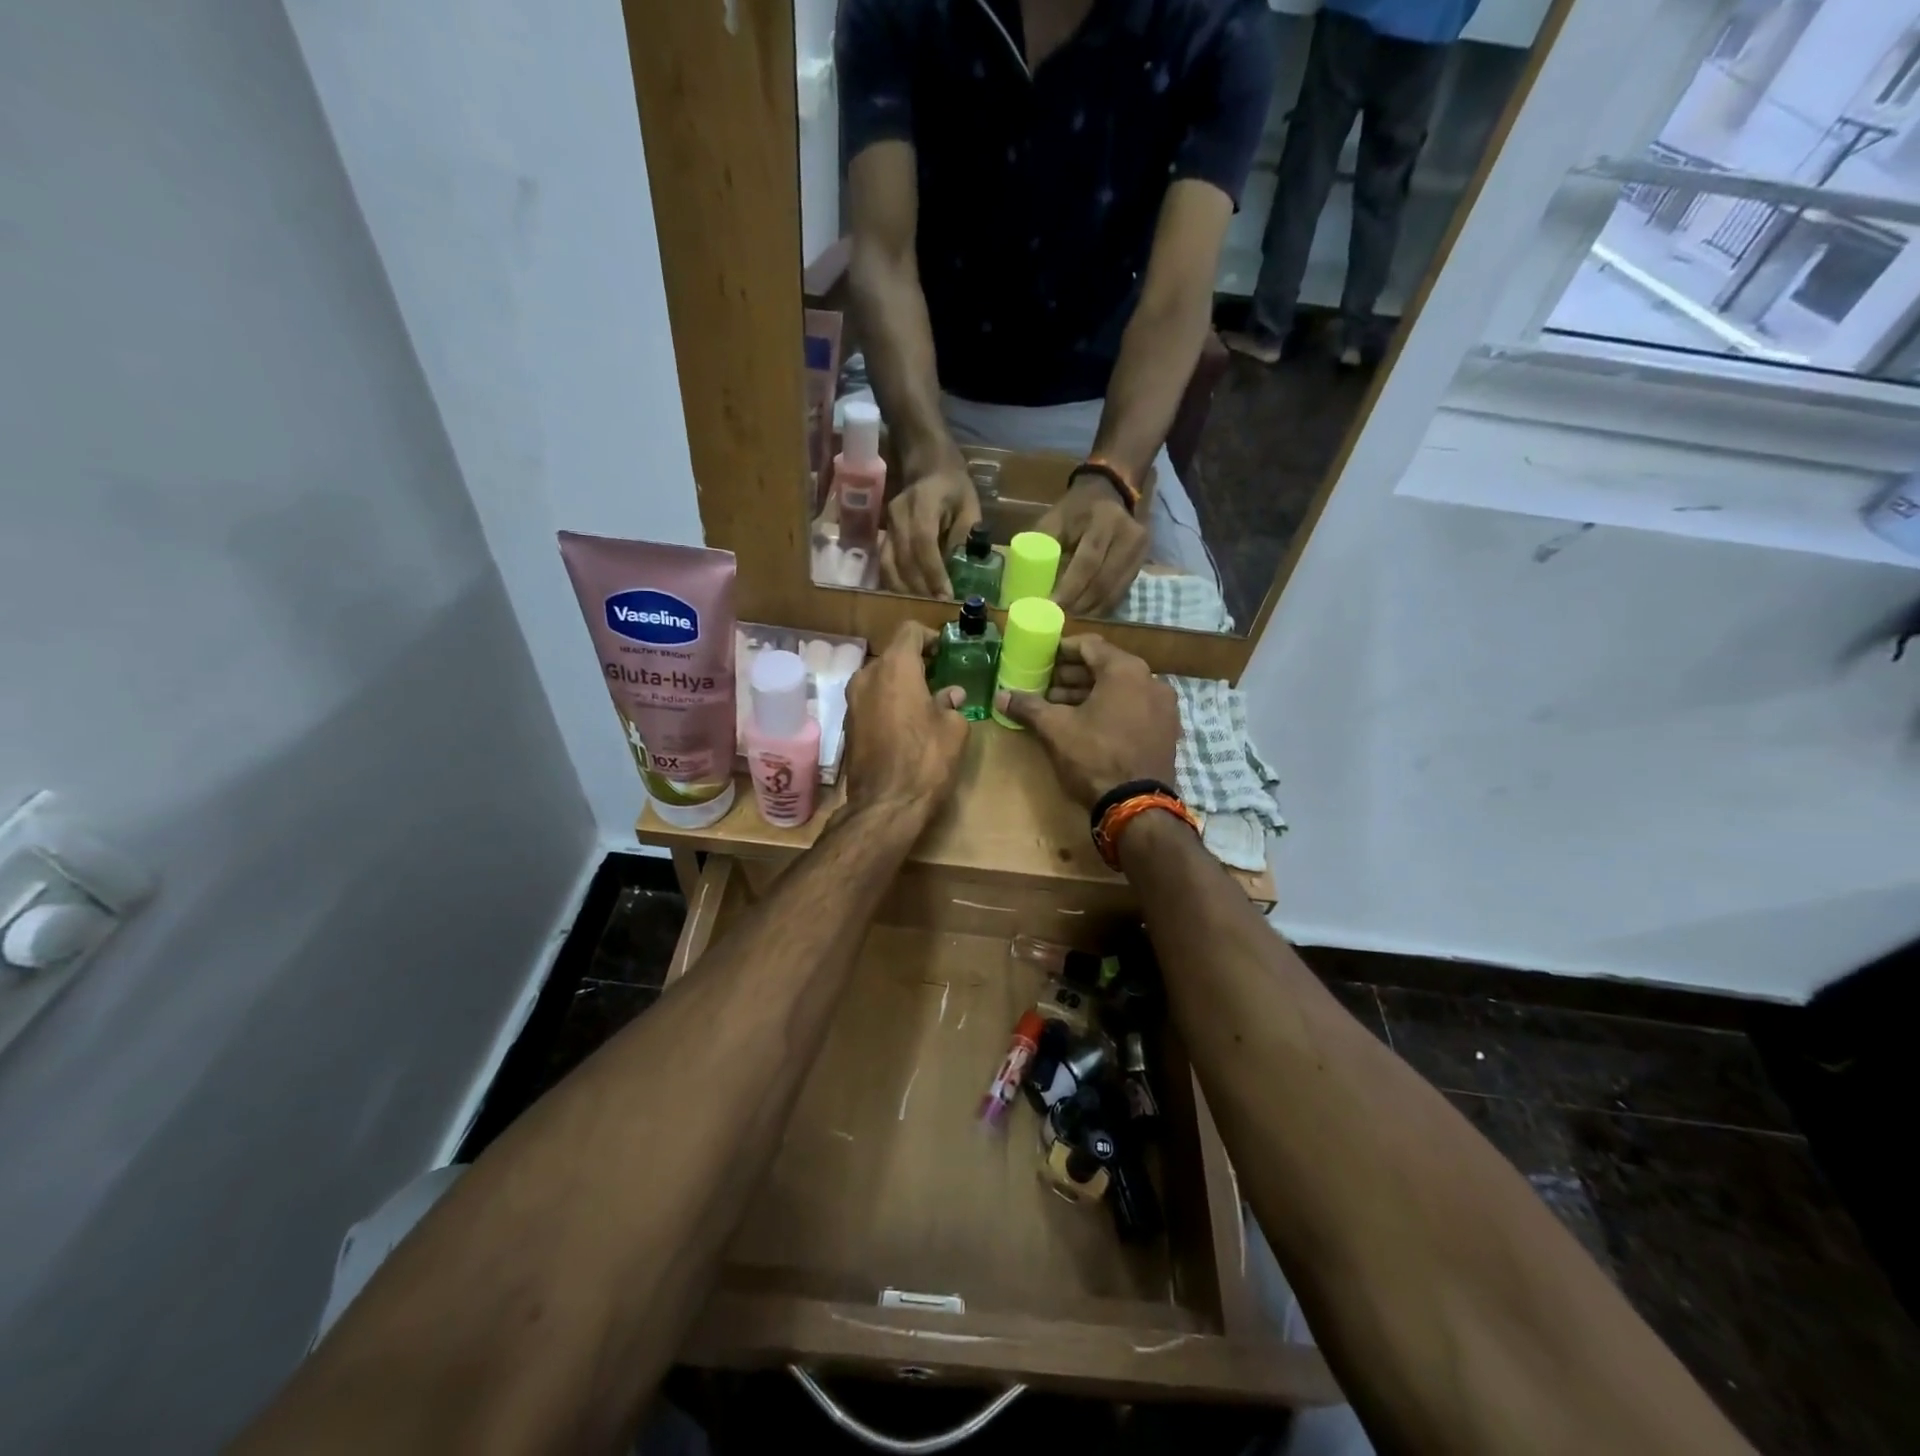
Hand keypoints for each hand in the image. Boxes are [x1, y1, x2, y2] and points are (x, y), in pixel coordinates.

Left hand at [841, 621, 970, 818]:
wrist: (885, 805)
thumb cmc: (926, 760)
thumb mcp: (953, 728)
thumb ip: (951, 703)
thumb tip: (950, 695)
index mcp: (895, 667)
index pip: (910, 631)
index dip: (930, 637)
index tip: (946, 652)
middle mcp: (867, 676)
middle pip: (893, 655)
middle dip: (916, 663)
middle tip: (940, 678)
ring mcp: (852, 701)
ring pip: (880, 679)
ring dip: (901, 684)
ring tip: (925, 702)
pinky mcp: (848, 724)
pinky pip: (871, 700)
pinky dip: (888, 703)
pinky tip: (906, 723)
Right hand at [878, 465, 980, 598]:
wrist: (926, 466)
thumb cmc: (953, 488)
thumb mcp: (969, 507)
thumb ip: (964, 537)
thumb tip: (961, 572)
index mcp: (922, 503)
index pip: (923, 543)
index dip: (933, 573)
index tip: (946, 596)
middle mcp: (898, 515)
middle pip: (904, 560)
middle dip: (920, 589)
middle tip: (937, 610)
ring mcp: (886, 527)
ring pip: (888, 566)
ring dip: (905, 591)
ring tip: (923, 609)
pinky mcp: (882, 537)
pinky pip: (884, 566)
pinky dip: (895, 585)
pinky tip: (908, 599)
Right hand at [992, 635, 1177, 807]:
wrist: (1137, 806)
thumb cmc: (1095, 757)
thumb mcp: (1055, 729)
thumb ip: (1028, 707)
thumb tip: (1001, 695)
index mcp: (1125, 670)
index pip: (1089, 645)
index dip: (1062, 650)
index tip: (1041, 659)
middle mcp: (1151, 680)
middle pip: (1106, 666)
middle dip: (1073, 675)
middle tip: (1046, 686)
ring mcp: (1163, 706)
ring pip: (1120, 688)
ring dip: (1090, 693)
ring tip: (1060, 707)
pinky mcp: (1166, 730)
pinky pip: (1134, 707)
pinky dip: (1110, 708)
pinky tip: (1087, 724)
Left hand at [1037, 477, 1149, 616]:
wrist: (1110, 491)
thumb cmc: (1076, 508)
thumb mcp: (1055, 518)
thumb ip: (1042, 545)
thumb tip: (1026, 580)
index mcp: (1102, 519)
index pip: (1088, 561)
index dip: (1070, 588)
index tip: (1052, 605)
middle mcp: (1127, 534)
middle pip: (1103, 580)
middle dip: (1080, 604)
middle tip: (1060, 617)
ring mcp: (1139, 549)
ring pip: (1114, 590)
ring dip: (1091, 609)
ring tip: (1071, 616)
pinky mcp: (1143, 561)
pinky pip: (1122, 591)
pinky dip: (1103, 605)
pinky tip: (1088, 611)